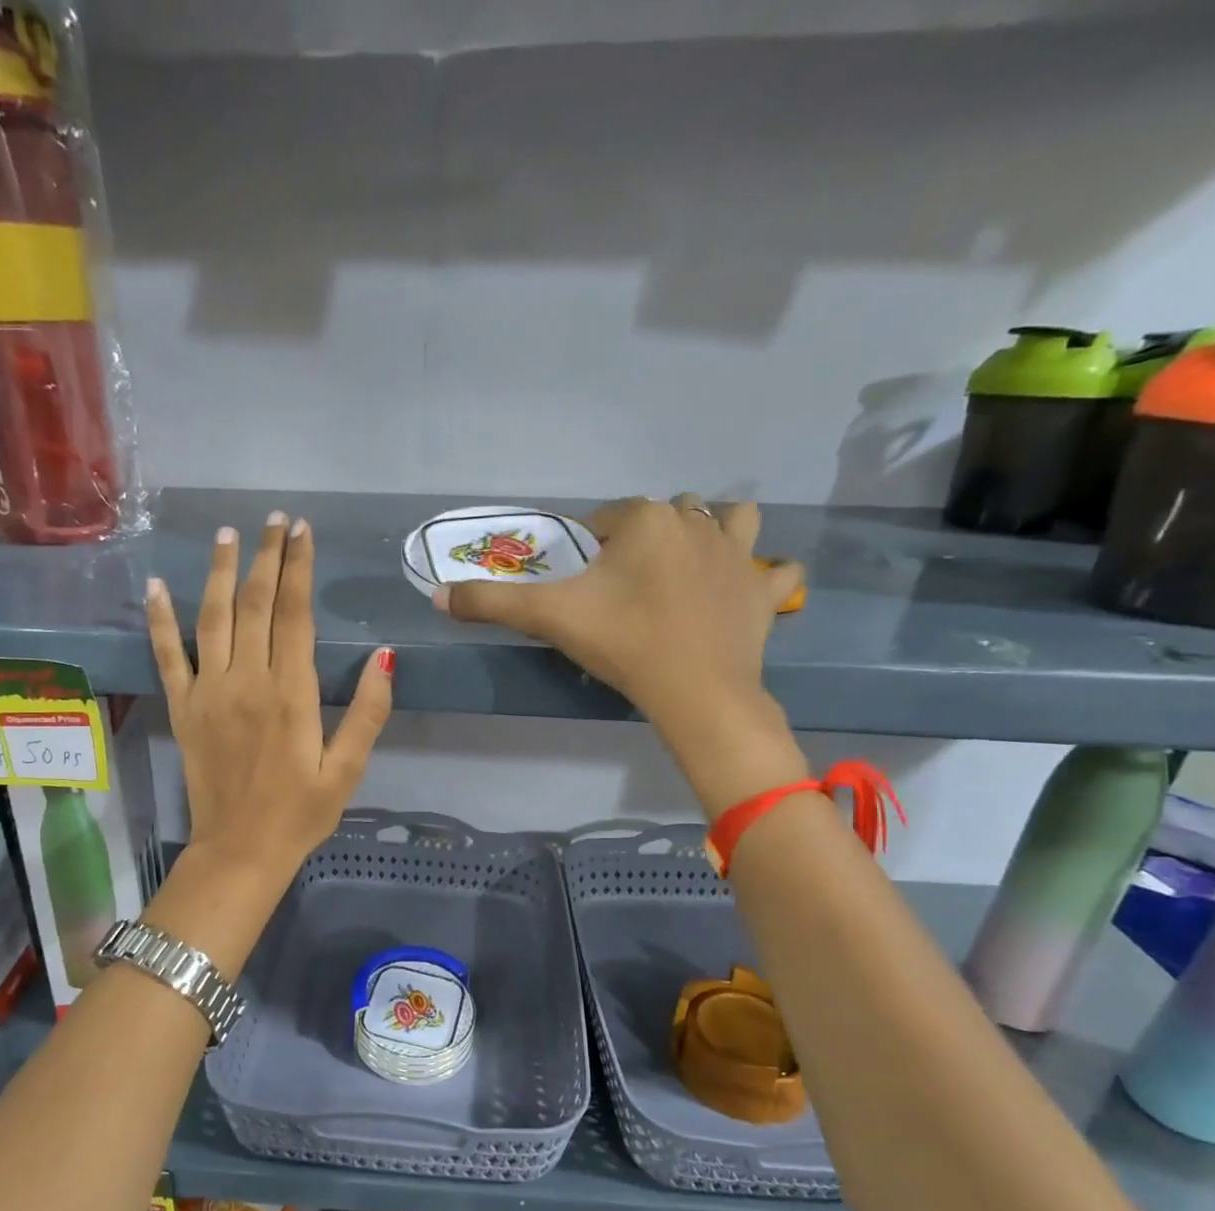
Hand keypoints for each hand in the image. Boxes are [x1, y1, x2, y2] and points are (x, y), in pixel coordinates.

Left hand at [147, 513, 393, 875]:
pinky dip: (160, 619)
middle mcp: (247, 681)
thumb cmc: (301, 813)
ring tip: (228, 535)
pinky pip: (168, 655)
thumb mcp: (349, 769)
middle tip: (274, 520)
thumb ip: (368, 712)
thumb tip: (385, 656)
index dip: (298, 568)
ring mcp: (208, 692)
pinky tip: (157, 585)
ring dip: (221, 573)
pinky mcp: (183, 708)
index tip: (302, 532)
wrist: (239, 851)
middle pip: (255, 605)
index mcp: (291, 693)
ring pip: (213, 618)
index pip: (294, 614)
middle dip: (266, 557)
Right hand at [438, 496, 808, 811]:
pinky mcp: (764, 592)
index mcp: (646, 519)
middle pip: (667, 513)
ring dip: (714, 533)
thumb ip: (492, 602)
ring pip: (731, 521)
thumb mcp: (550, 618)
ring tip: (689, 568)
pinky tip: (749, 591)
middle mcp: (696, 522)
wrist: (695, 693)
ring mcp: (739, 555)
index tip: (587, 584)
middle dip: (646, 537)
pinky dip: (767, 578)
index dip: (593, 545)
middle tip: (627, 585)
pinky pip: (778, 572)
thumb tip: (437, 595)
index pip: (610, 515)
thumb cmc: (622, 643)